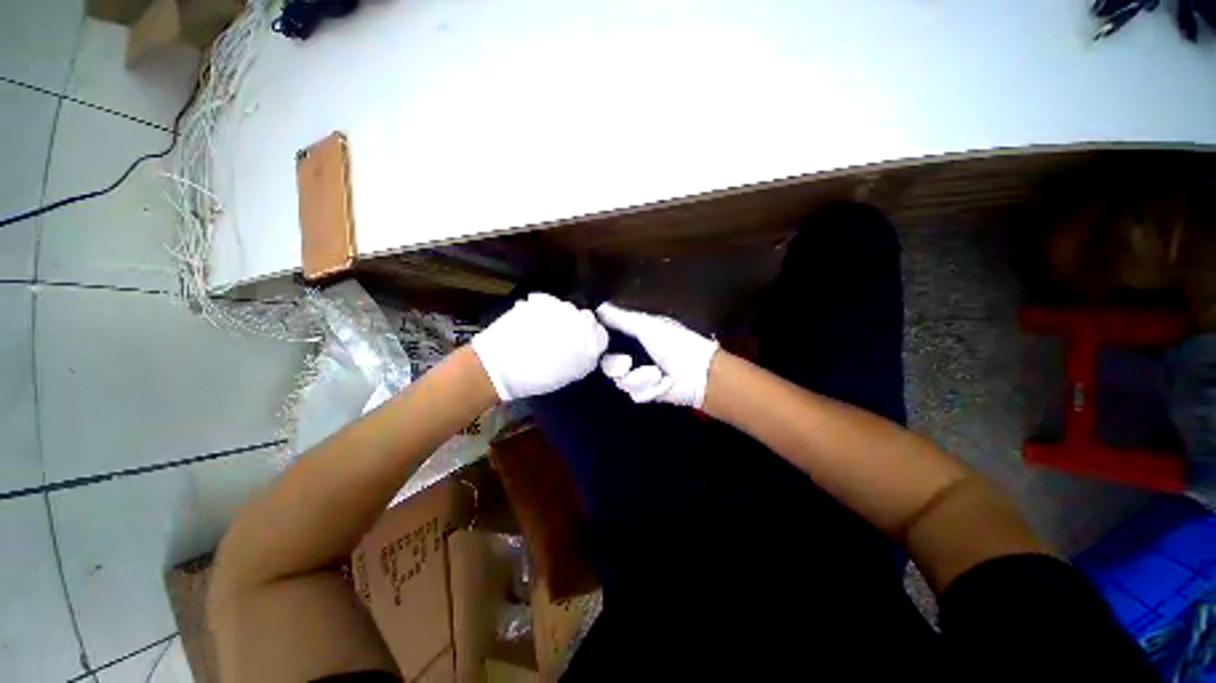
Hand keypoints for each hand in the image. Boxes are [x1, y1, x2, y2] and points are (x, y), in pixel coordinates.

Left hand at [471, 293, 607, 400]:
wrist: (501, 365)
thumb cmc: (538, 377)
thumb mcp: (570, 374)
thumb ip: (585, 358)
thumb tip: (589, 350)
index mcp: (590, 341)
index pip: (601, 334)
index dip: (592, 339)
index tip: (583, 345)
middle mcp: (580, 320)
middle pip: (586, 318)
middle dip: (579, 326)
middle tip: (564, 338)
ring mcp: (560, 308)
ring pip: (568, 309)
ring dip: (562, 317)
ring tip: (546, 330)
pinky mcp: (542, 300)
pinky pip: (550, 304)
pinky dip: (546, 311)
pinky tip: (534, 323)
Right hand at [596, 303, 718, 406]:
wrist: (699, 373)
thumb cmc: (675, 343)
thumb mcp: (647, 326)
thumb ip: (621, 318)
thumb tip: (598, 307)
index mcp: (632, 336)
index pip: (606, 340)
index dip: (600, 343)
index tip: (597, 344)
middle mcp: (632, 355)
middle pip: (607, 365)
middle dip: (617, 365)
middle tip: (627, 363)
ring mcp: (638, 376)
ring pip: (621, 382)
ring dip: (640, 378)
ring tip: (658, 374)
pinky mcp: (646, 393)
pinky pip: (636, 394)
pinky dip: (652, 389)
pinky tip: (665, 383)